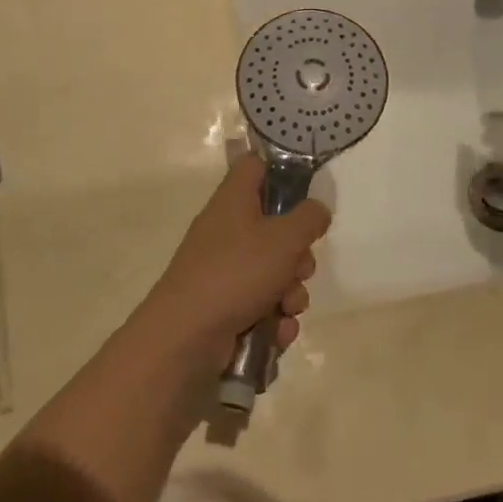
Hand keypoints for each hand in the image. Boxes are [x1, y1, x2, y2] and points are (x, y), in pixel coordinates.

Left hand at [135, 156, 328, 372]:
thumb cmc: (236, 272)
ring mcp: (225, 270)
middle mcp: (228, 230)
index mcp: (234, 200)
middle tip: (300, 268)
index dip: (281, 171)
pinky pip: (263, 305)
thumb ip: (308, 219)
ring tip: (286, 308)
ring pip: (274, 273)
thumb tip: (317, 210)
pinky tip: (277, 332)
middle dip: (298, 255)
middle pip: (275, 228)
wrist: (186, 337)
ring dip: (291, 294)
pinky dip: (275, 319)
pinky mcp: (226, 306)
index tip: (307, 192)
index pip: (255, 165)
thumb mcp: (284, 238)